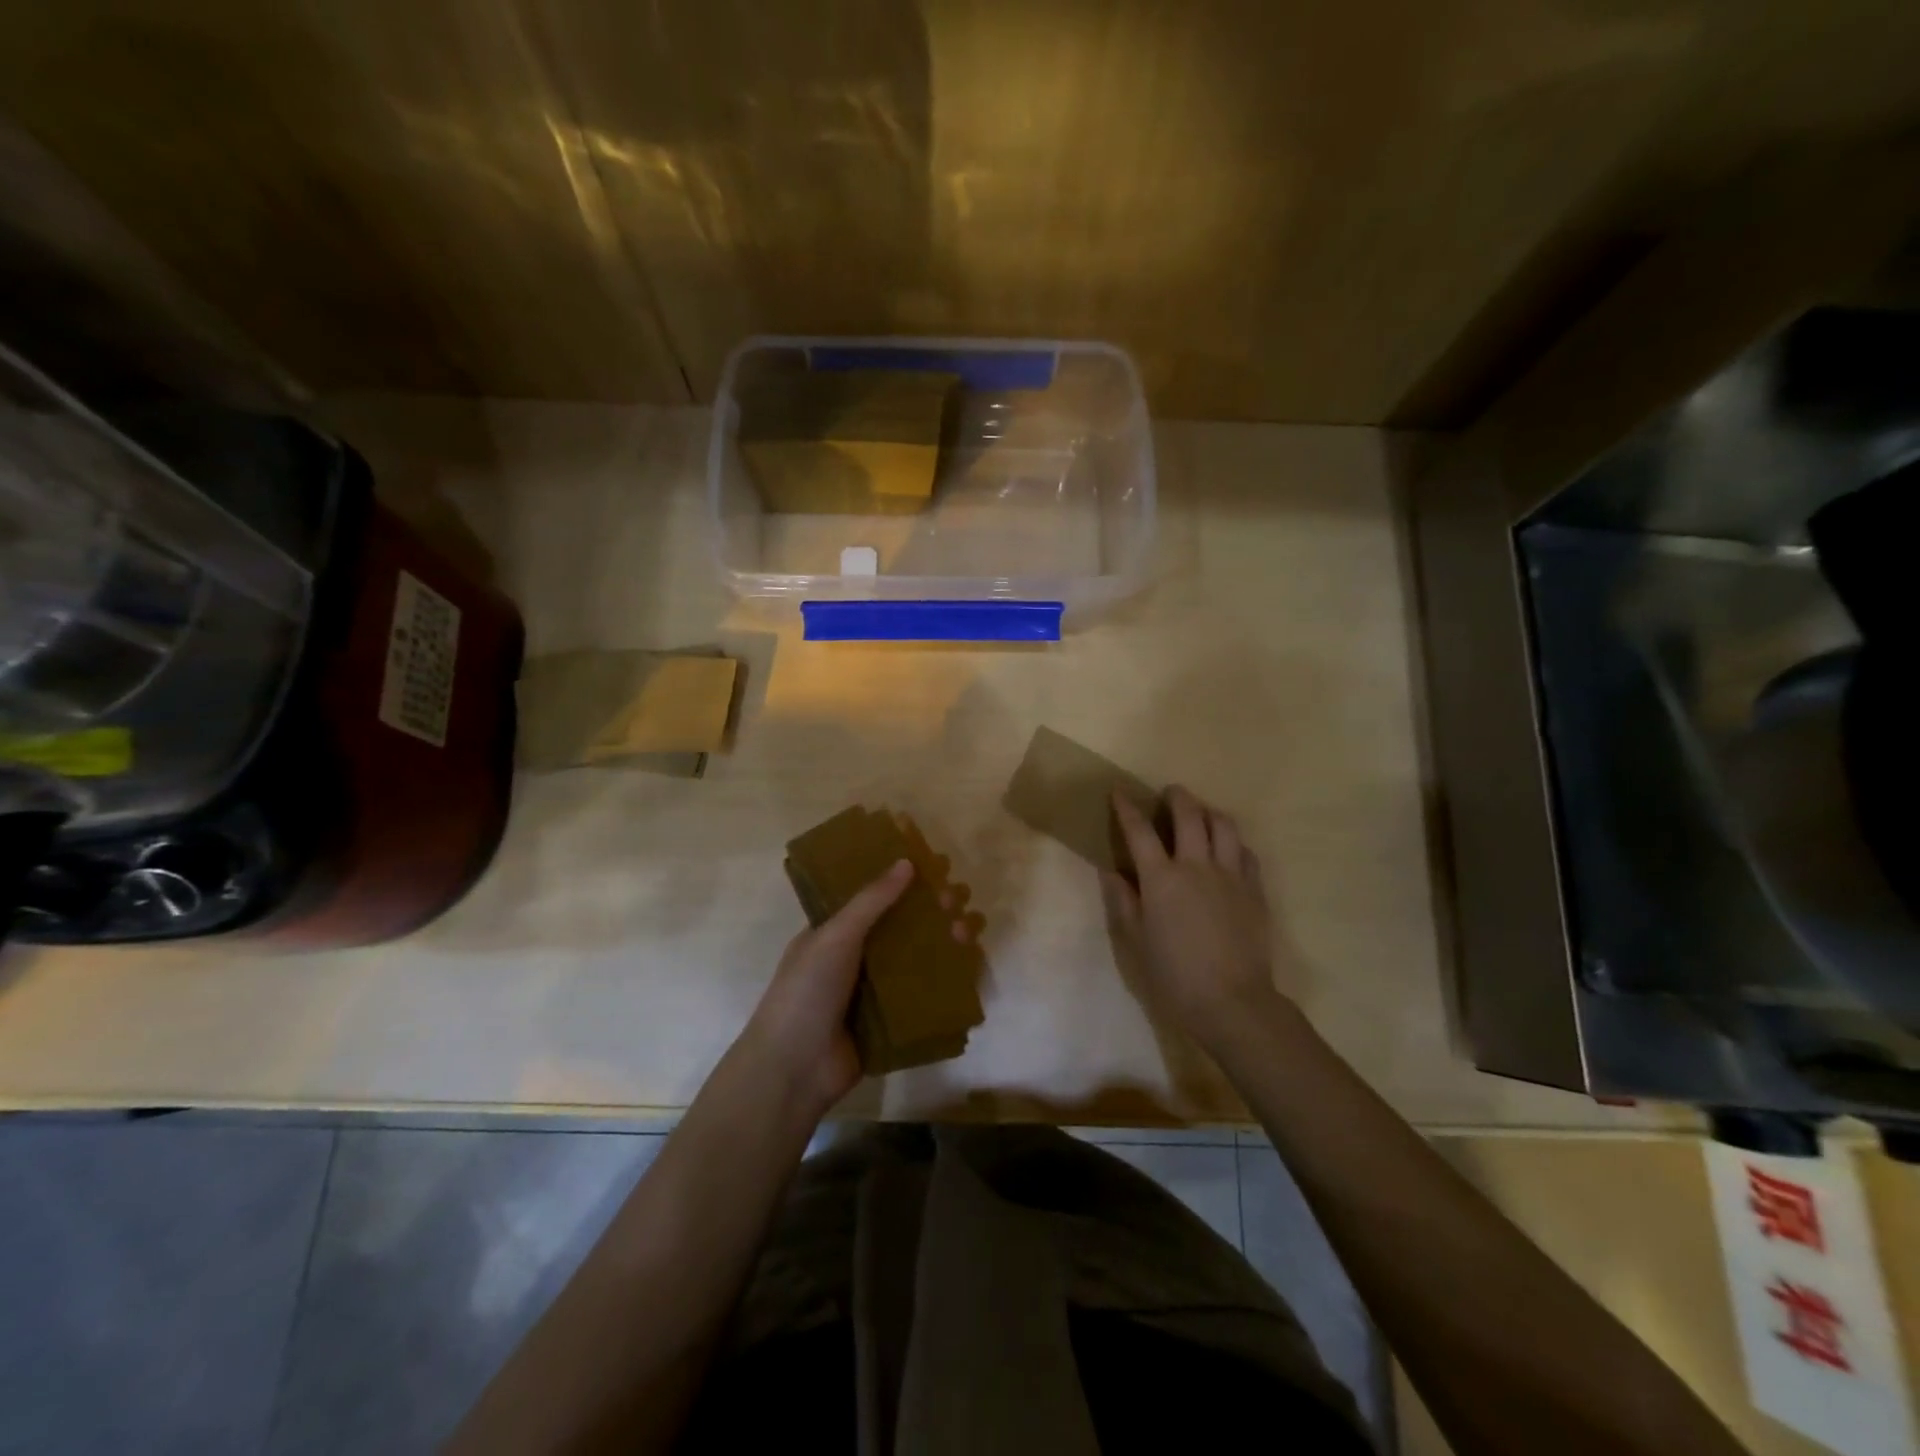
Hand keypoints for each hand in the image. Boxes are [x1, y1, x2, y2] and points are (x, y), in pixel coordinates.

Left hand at [738, 860, 971, 1116]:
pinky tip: (971, 967)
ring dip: (946, 940)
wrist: (794, 1069)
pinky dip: (949, 980)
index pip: (876, 895)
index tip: (936, 864)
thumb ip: (872, 900)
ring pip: (920, 957)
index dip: (905, 879)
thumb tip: (907, 862)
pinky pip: (926, 994)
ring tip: (969, 929)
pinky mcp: (894, 1021)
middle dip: (934, 908)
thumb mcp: (835, 936)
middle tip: (958, 897)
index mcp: (838, 930)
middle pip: (904, 925)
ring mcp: (877, 990)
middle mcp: (859, 956)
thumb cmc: (807, 991)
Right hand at [1107, 786, 1287, 1053]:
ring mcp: (1231, 875)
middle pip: (1189, 815)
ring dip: (1209, 812)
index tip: (1119, 791)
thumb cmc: (1174, 976)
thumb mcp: (1136, 942)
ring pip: (1224, 826)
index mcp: (1161, 878)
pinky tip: (1229, 849)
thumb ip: (1123, 902)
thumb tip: (1111, 871)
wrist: (1233, 1002)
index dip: (1127, 808)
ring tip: (1202, 814)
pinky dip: (1234, 842)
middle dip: (1177, 797)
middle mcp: (1196, 866)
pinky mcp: (1255, 890)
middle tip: (1170, 793)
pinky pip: (1246, 852)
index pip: (1140, 831)